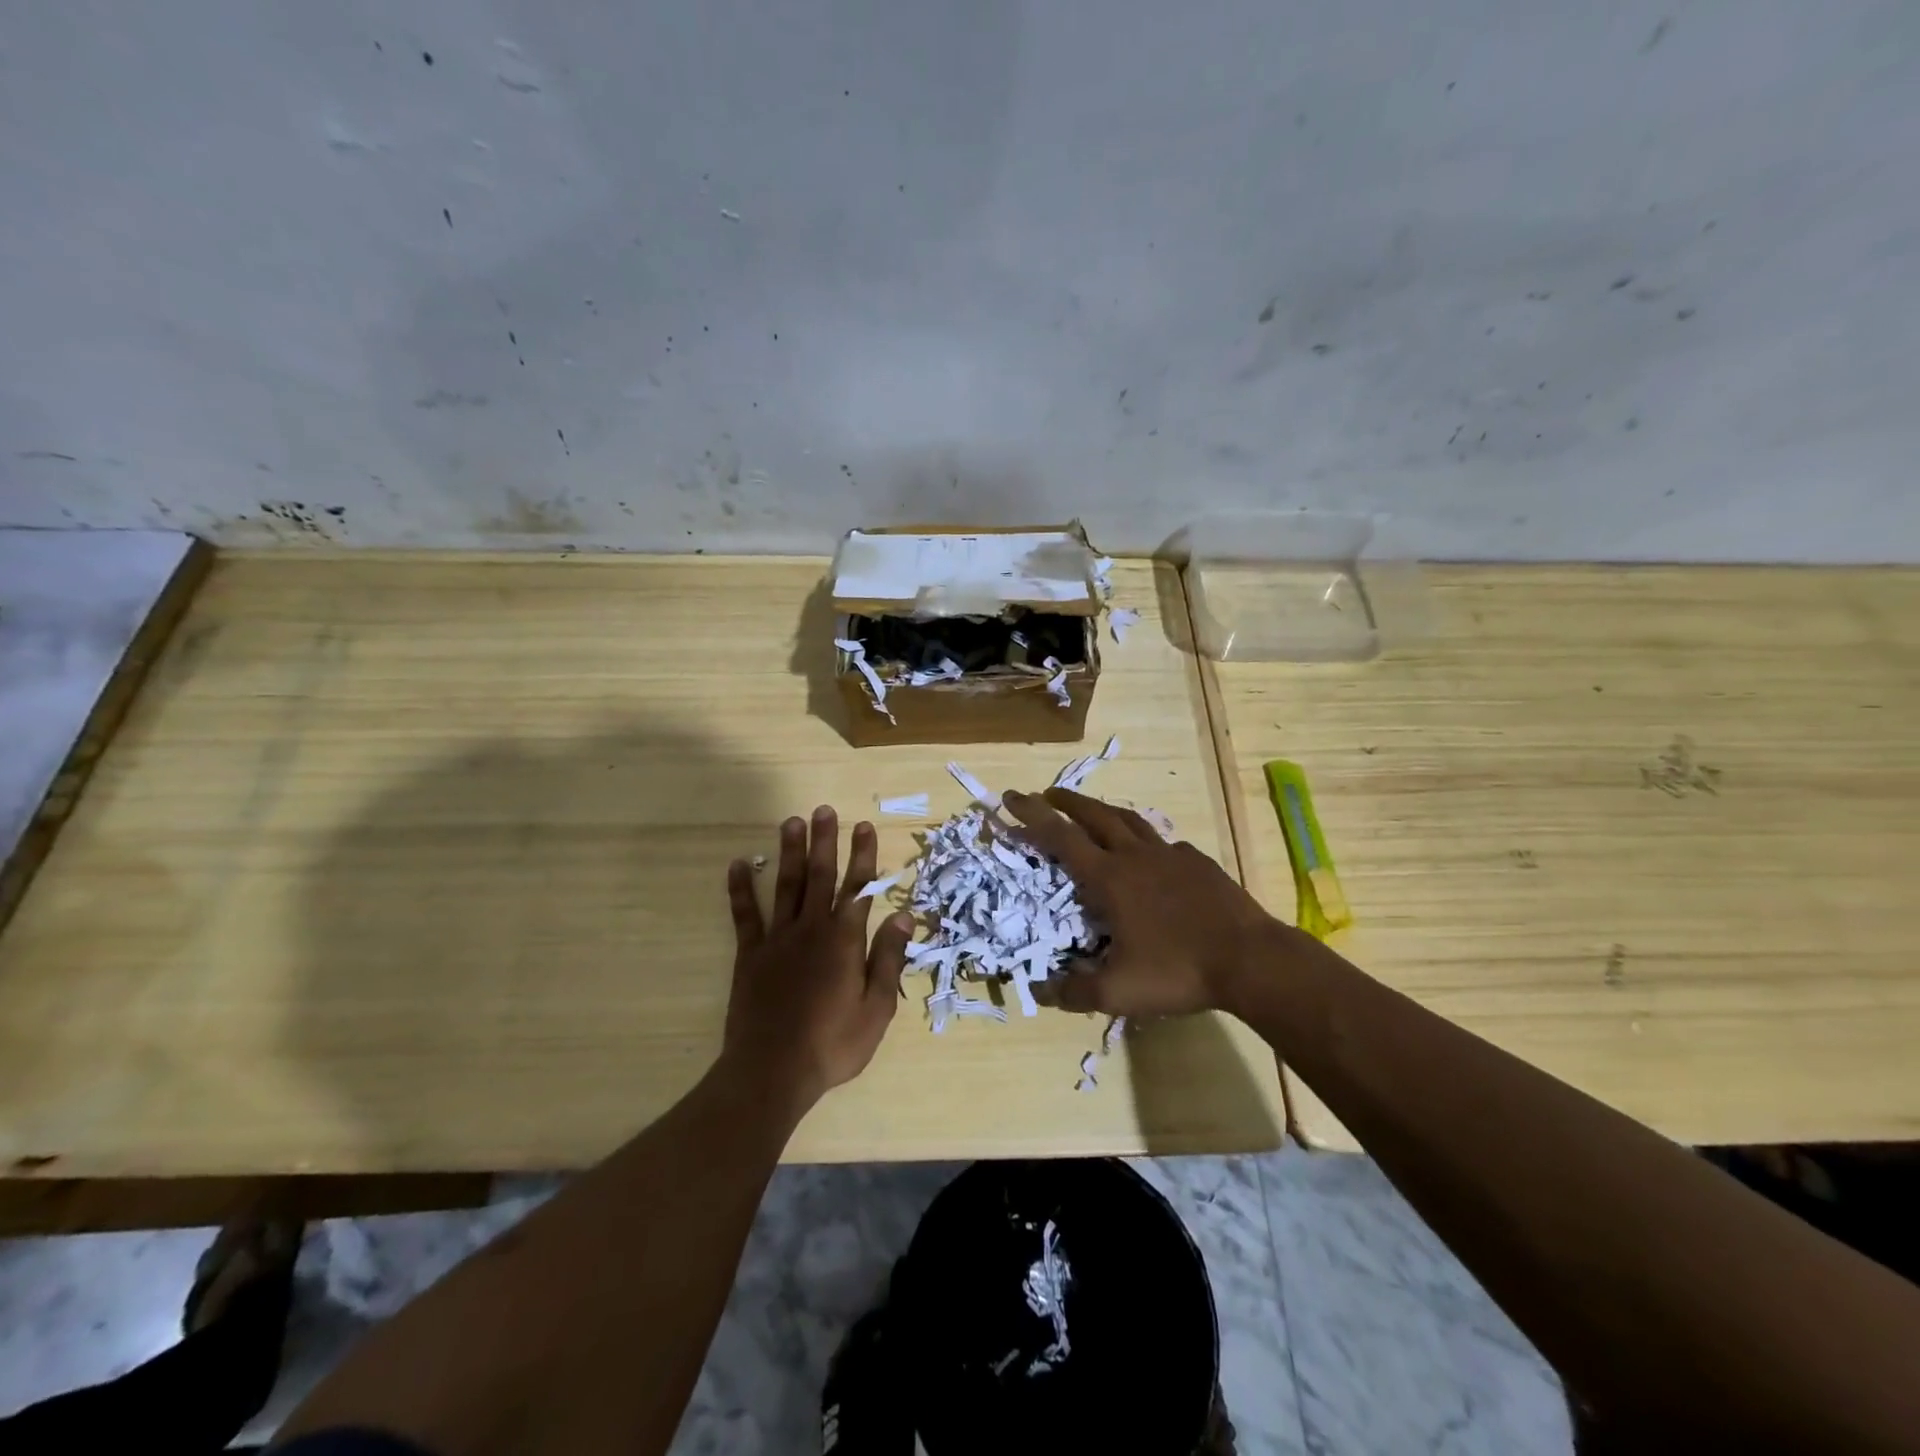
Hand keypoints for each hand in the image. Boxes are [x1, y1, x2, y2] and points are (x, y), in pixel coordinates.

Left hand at [721, 806, 910, 1116]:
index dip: (863, 856)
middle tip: (824, 810)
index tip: (864, 826)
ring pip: (785, 886)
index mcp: (845, 940)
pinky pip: (745, 915)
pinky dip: (741, 889)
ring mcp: (777, 939)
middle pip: (820, 876)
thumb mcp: (877, 1007)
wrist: (773, 1071)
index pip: (859, 888)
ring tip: (791, 821)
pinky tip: (738, 865)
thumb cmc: (833, 1043)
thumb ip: (889, 958)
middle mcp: (812, 929)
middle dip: (824, 841)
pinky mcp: (750, 955)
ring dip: (789, 852)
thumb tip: (904, 916)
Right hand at [1003, 788, 1291, 1017]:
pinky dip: (1146, 840)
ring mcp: (1171, 855)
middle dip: (1065, 802)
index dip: (1032, 816)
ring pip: (1129, 820)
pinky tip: (1151, 853)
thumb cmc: (1178, 970)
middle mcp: (1136, 857)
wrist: (1250, 959)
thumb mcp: (1118, 992)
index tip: (1011, 797)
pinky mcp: (1198, 863)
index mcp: (1110, 879)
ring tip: (1090, 809)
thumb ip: (1073, 992)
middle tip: (1045, 794)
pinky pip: (1164, 843)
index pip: (1061, 838)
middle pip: (1094, 816)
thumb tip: (1039, 989)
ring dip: (1103, 810)